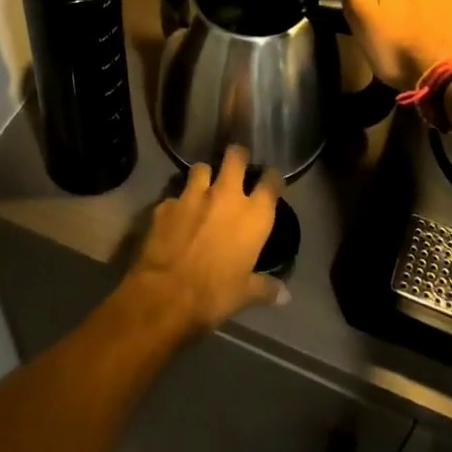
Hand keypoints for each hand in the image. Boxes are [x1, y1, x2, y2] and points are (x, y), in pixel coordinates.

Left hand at [123, 145, 284, 339]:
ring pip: (201, 167)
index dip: (272, 177)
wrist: (166, 293)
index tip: (271, 179)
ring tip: (204, 186)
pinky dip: (178, 202)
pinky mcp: (166, 203)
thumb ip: (266, 288)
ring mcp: (192, 195)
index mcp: (253, 215)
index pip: (271, 182)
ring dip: (204, 175)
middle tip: (237, 162)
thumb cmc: (215, 293)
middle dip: (237, 155)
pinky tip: (176, 215)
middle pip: (235, 157)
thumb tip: (285, 296)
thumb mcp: (245, 294)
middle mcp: (225, 196)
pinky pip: (175, 195)